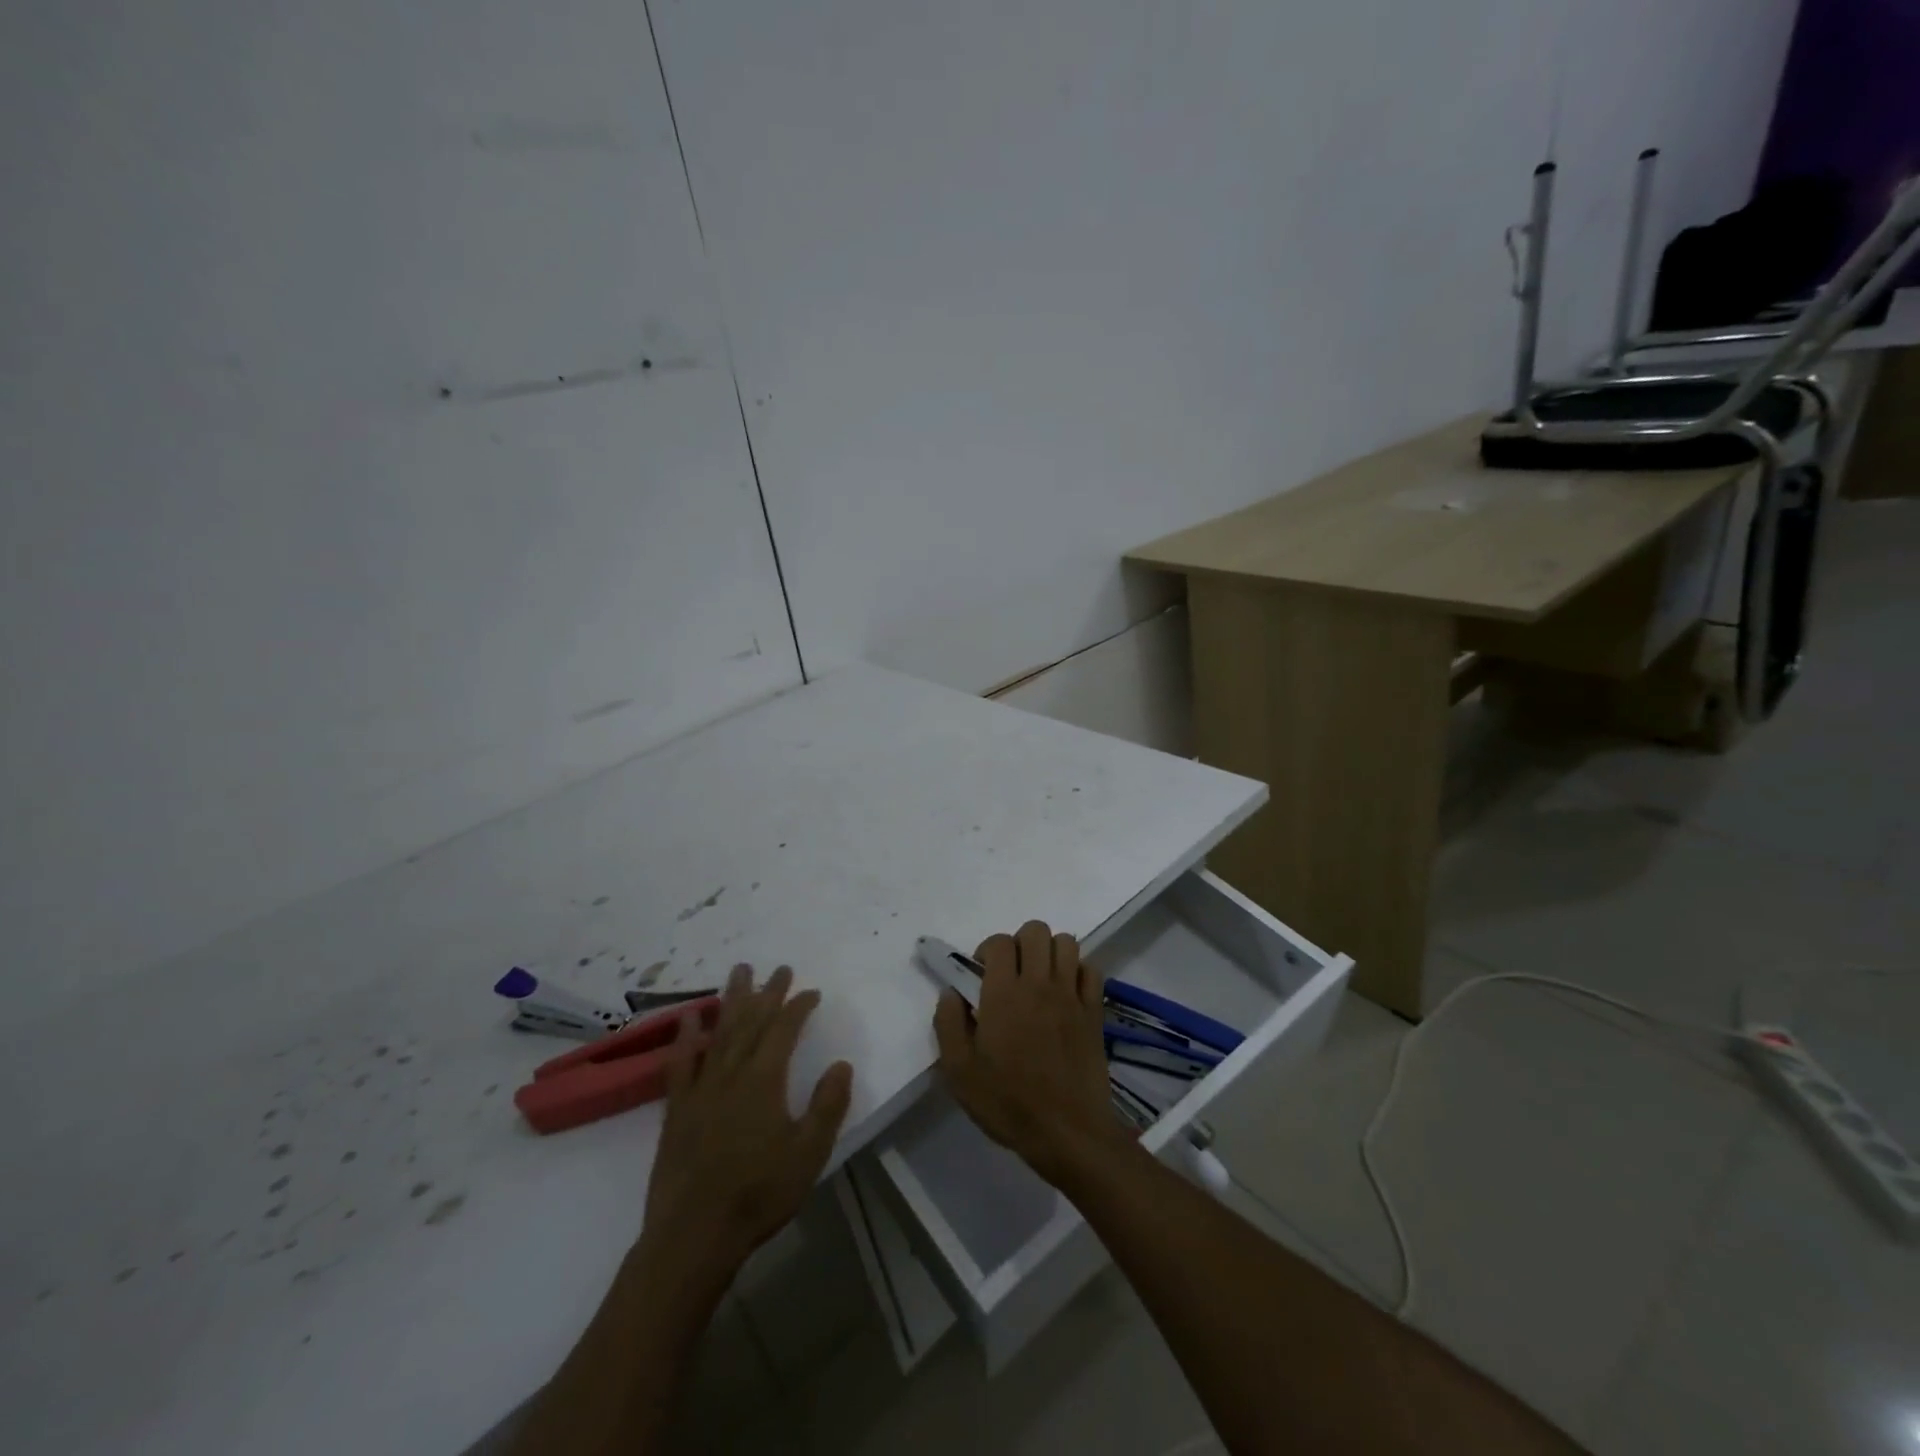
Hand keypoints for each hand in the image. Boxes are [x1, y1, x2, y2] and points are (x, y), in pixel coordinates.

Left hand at [639, 964, 853, 1284]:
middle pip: (751, 1021)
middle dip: (768, 992)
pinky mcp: (676, 1109)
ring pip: (718, 1032)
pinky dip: (685, 1038)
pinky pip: (681, 1063)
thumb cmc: (759, 1194)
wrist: (694, 1235)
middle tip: (779, 968)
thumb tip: (842, 1063)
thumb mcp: (809, 1153)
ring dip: (730, 999)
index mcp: (765, 1080)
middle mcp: (731, 1073)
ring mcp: (700, 1089)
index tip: (812, 991)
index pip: (784, 1030)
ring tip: (738, 971)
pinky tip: (688, 1019)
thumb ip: (827, 1105)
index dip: (799, 1006)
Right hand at [933, 920, 1127, 1183]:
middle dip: (1019, 943)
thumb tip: (950, 992)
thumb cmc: (1008, 1102)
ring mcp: (1071, 995)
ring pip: (1066, 942)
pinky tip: (1066, 994)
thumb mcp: (959, 1071)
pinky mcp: (1095, 1011)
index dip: (987, 950)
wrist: (1068, 1132)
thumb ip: (948, 1024)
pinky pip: (1091, 969)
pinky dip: (1078, 972)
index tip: (981, 976)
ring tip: (1040, 979)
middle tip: (1010, 973)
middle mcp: (1039, 983)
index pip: (999, 942)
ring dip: (1050, 952)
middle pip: (1035, 930)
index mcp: (1003, 993)